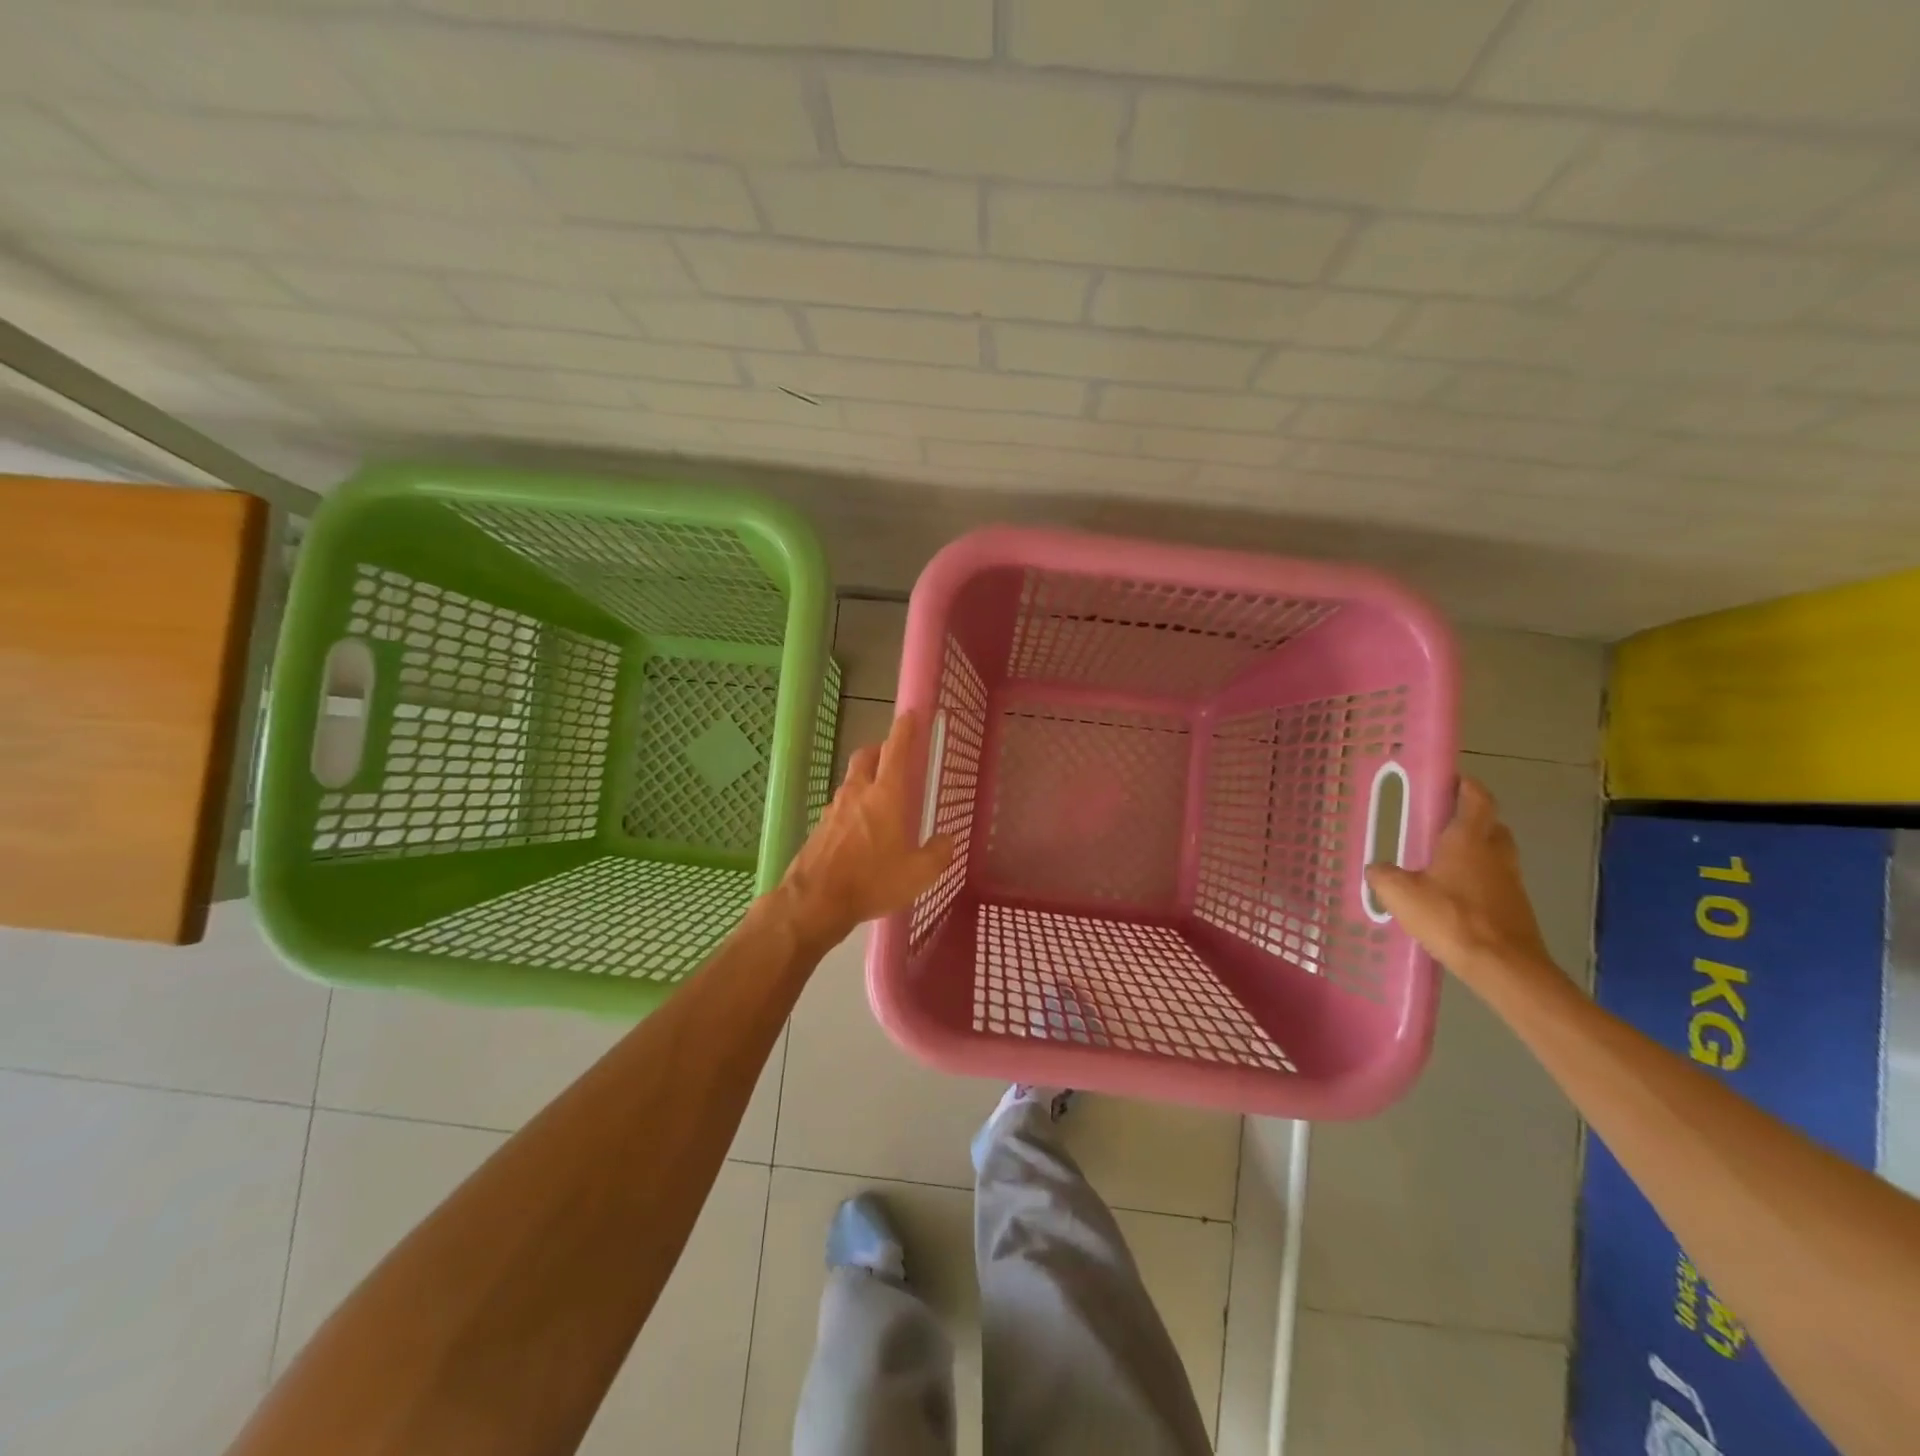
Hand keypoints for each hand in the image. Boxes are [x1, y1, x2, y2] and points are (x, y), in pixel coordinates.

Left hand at [774, 710, 953, 948]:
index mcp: (885, 796)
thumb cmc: (872, 881)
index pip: (896, 751)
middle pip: (866, 757)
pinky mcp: (819, 828)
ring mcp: (834, 809)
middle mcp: (857, 793)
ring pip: (851, 782)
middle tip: (894, 758)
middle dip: (880, 750)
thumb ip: (937, 853)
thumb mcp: (918, 874)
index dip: (904, 730)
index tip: (910, 714)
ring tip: (880, 800)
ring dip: (865, 780)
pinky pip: (840, 807)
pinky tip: (860, 831)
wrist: (814, 901)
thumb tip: (946, 840)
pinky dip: (852, 808)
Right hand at [1364, 777, 1557, 989]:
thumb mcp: (1400, 894)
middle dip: (1472, 818)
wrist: (1504, 967)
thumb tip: (1377, 868)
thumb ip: (1384, 875)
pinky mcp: (1516, 907)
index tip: (1450, 779)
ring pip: (1496, 853)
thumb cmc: (1451, 918)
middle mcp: (1495, 853)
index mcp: (1469, 839)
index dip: (1466, 785)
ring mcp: (1511, 881)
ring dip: (1477, 850)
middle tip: (1444, 822)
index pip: (1476, 798)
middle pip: (1491, 824)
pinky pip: (1496, 880)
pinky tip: (1455, 894)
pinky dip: (1479, 878)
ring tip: (1444, 860)